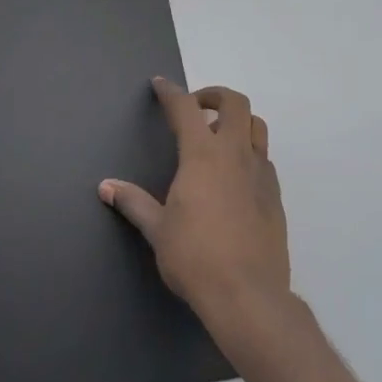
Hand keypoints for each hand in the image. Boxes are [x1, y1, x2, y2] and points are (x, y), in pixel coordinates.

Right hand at [100, 78, 290, 345]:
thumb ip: (133, 202)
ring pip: (257, 126)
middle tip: (196, 107)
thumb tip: (106, 187)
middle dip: (213, 95)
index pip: (185, 108)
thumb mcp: (157, 230)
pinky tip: (234, 176)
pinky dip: (249, 152)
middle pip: (235, 103)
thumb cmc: (195, 257)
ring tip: (218, 137)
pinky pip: (264, 158)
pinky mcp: (275, 197)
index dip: (170, 91)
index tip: (160, 84)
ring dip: (237, 121)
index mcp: (202, 155)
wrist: (249, 297)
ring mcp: (260, 174)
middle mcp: (235, 155)